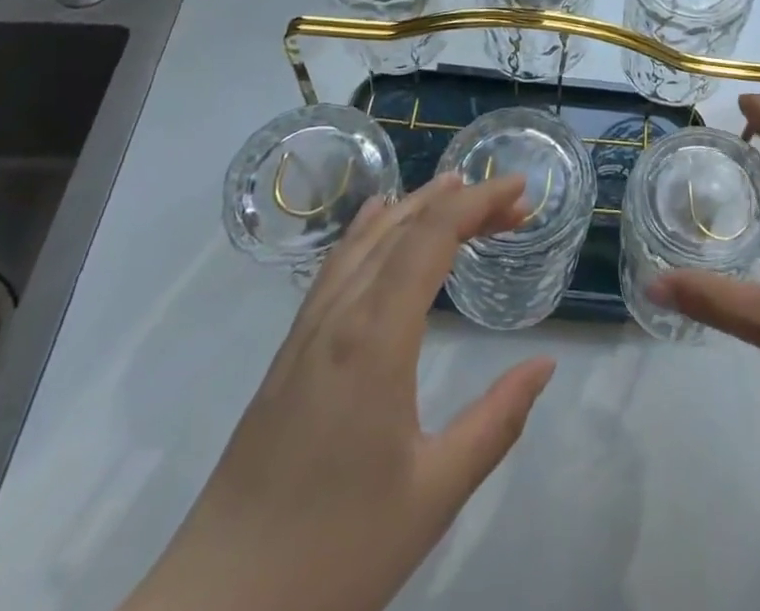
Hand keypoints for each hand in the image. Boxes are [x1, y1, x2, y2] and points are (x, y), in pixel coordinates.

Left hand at [123, 174, 555, 610]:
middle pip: (402, 226)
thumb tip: (544, 364)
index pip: (432, 236)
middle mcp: (339, 315)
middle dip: (458, 200)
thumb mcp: (433, 493)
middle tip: (509, 201)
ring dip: (415, 206)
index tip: (521, 189)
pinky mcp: (289, 353)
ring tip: (455, 189)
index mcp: (376, 337)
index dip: (479, 201)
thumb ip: (497, 421)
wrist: (215, 609)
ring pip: (365, 239)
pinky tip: (378, 225)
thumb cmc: (334, 552)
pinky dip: (370, 230)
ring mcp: (307, 330)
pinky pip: (337, 266)